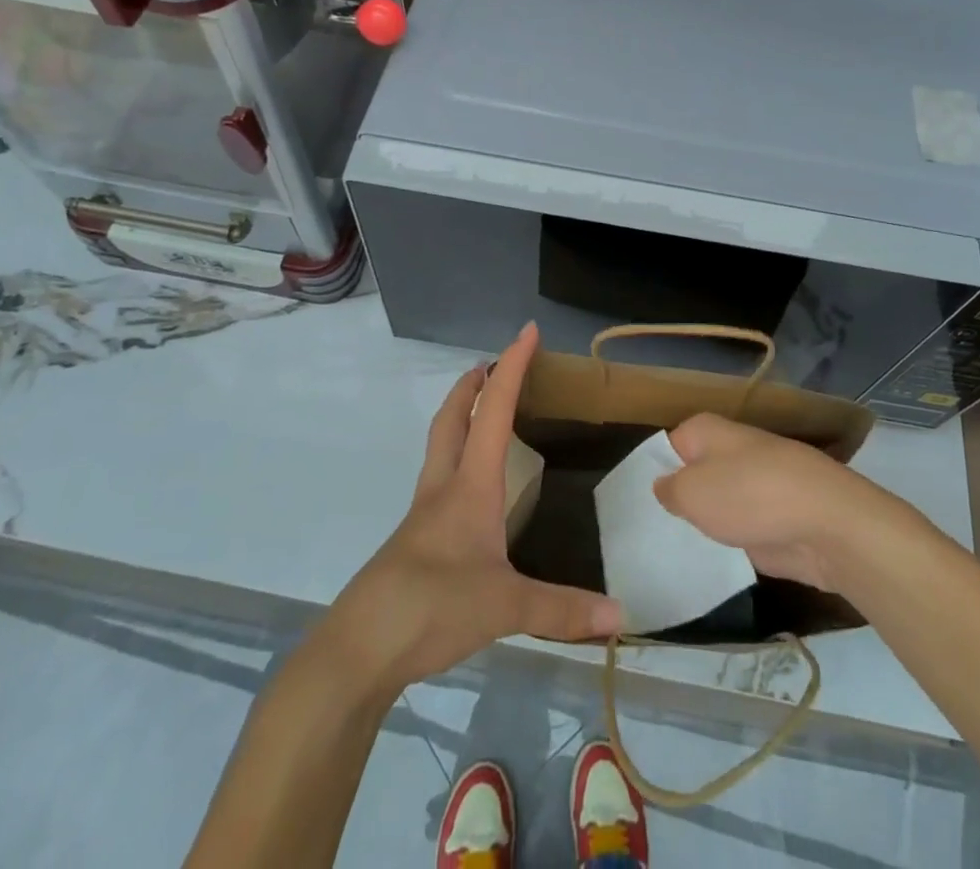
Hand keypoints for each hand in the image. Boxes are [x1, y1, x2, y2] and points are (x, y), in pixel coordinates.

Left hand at [323, 323, 621, 692]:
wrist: (359, 648)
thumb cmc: (433, 607)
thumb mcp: (505, 607)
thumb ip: (564, 610)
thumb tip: (620, 614)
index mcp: (470, 484)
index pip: (493, 409)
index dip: (512, 366)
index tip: (528, 331)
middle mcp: (444, 487)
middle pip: (452, 417)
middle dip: (471, 384)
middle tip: (491, 365)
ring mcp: (423, 514)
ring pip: (440, 446)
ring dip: (459, 417)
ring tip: (482, 413)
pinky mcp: (414, 541)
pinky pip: (438, 480)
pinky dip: (456, 459)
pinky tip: (471, 490)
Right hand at [653, 413, 899, 591]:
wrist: (829, 525)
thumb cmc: (751, 495)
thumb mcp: (692, 492)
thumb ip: (669, 490)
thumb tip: (665, 487)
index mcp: (707, 431)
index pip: (667, 446)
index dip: (652, 474)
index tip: (636, 506)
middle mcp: (731, 450)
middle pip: (694, 475)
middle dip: (679, 500)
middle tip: (649, 533)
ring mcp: (756, 485)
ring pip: (718, 503)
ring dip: (705, 524)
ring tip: (673, 551)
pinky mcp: (774, 519)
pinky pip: (741, 528)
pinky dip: (731, 543)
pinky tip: (710, 565)